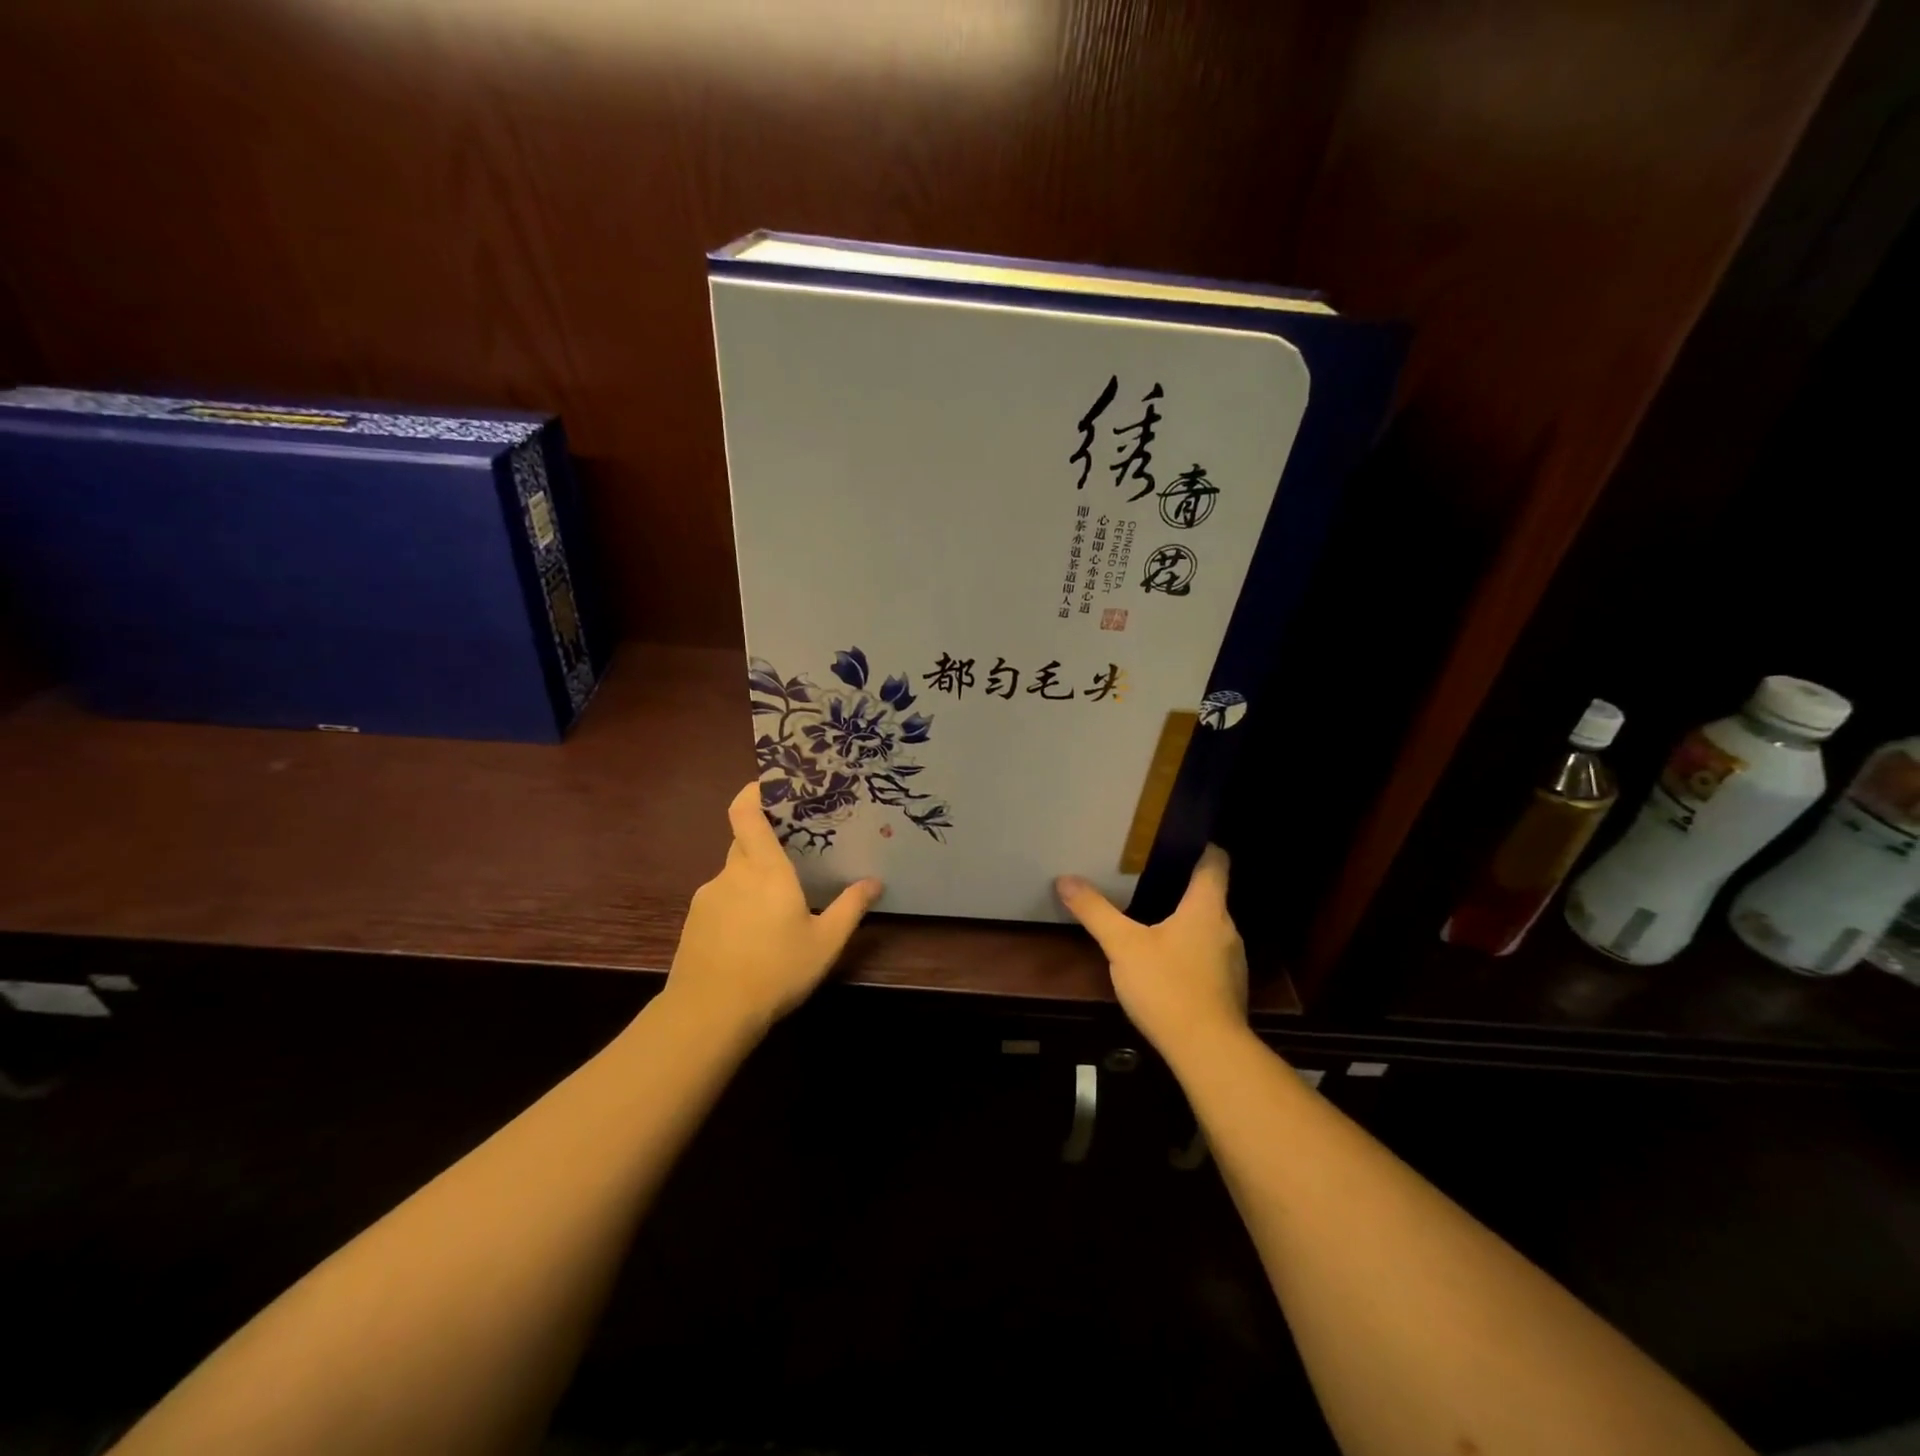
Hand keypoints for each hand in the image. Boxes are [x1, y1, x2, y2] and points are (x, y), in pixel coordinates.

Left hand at [666, 782, 882, 1029]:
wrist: (709, 1014)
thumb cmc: (775, 971)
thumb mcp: (825, 942)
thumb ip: (850, 907)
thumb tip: (874, 882)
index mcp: (765, 869)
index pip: (745, 813)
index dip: (753, 792)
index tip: (769, 784)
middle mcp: (732, 873)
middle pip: (743, 841)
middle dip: (765, 842)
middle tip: (793, 853)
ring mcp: (707, 897)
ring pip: (733, 873)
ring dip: (752, 879)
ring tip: (775, 906)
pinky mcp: (693, 921)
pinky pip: (720, 898)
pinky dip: (736, 904)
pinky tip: (751, 935)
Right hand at [1055, 846, 1247, 1056]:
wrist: (1208, 1052)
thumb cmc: (1168, 987)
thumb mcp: (1123, 946)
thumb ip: (1095, 911)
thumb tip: (1065, 879)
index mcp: (1206, 908)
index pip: (1215, 862)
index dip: (1202, 847)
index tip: (1180, 840)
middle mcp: (1227, 928)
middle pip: (1211, 895)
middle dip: (1184, 886)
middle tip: (1150, 879)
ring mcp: (1233, 961)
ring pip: (1210, 927)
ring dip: (1187, 921)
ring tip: (1154, 918)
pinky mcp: (1230, 988)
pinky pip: (1210, 956)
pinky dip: (1191, 950)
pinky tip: (1166, 962)